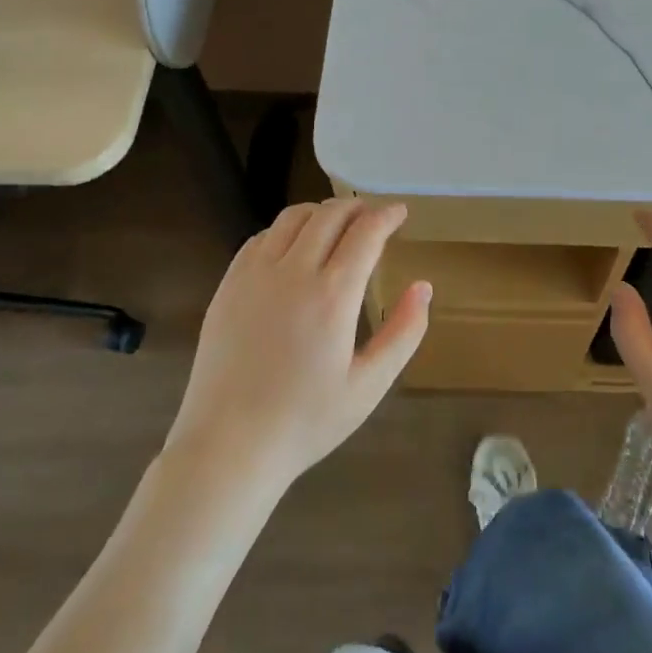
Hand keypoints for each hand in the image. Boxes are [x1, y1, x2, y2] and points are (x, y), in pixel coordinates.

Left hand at [164, 198, 430, 493]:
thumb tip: (423, 287)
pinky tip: (293, 246)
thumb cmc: (306, 421)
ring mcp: (254, 275)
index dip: (387, 215)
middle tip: (372, 215)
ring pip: (292, 218)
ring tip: (336, 224)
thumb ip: (404, 332)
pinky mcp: (228, 285)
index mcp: (332, 295)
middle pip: (329, 215)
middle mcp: (293, 272)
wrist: (228, 446)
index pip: (365, 232)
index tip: (400, 212)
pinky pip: (260, 238)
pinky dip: (285, 229)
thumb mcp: (369, 385)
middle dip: (357, 206)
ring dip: (321, 212)